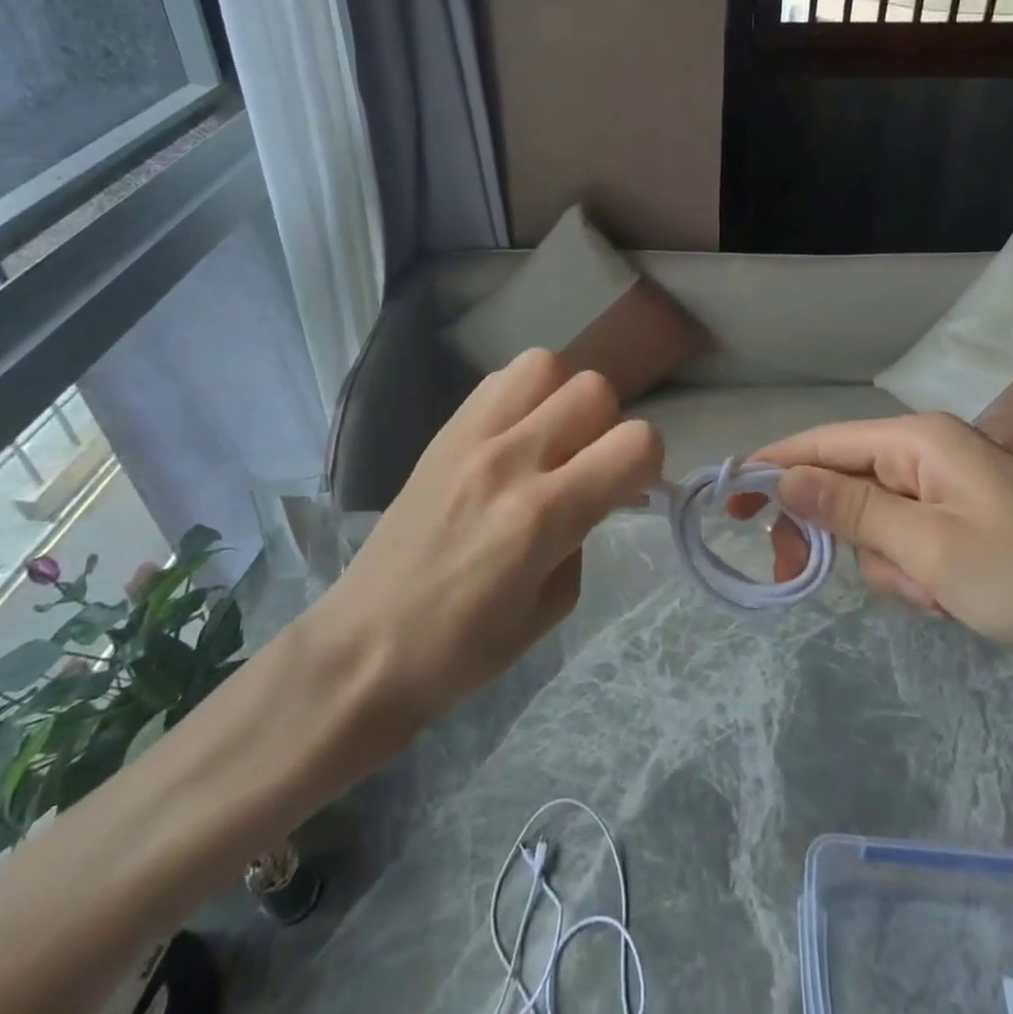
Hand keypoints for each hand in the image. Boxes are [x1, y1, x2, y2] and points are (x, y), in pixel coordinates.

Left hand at [320, 349, 662, 723]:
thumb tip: (594, 492)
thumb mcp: (552, 607)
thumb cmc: (463, 649)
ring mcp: (470, 438)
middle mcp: (510, 460)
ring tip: (551, 439)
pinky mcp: (442, 433)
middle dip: (609, 425)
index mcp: (543, 516)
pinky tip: (514, 436)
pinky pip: (498, 380)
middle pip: (593, 389)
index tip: (632, 487)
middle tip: (589, 465)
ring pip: (545, 365)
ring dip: (563, 397)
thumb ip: (584, 535)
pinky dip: (523, 396)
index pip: (634, 442)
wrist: (364, 646)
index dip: (648, 462)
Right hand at [750, 414, 1012, 672]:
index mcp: (916, 441)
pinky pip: (904, 542)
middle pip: (840, 482)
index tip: (727, 504)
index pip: (819, 443)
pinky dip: (910, 575)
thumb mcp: (927, 547)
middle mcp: (925, 454)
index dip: (769, 469)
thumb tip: (780, 477)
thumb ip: (848, 507)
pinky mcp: (960, 524)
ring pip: (870, 522)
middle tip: (798, 576)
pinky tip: (948, 601)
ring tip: (929, 596)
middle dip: (828, 531)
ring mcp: (945, 490)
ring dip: (882, 564)